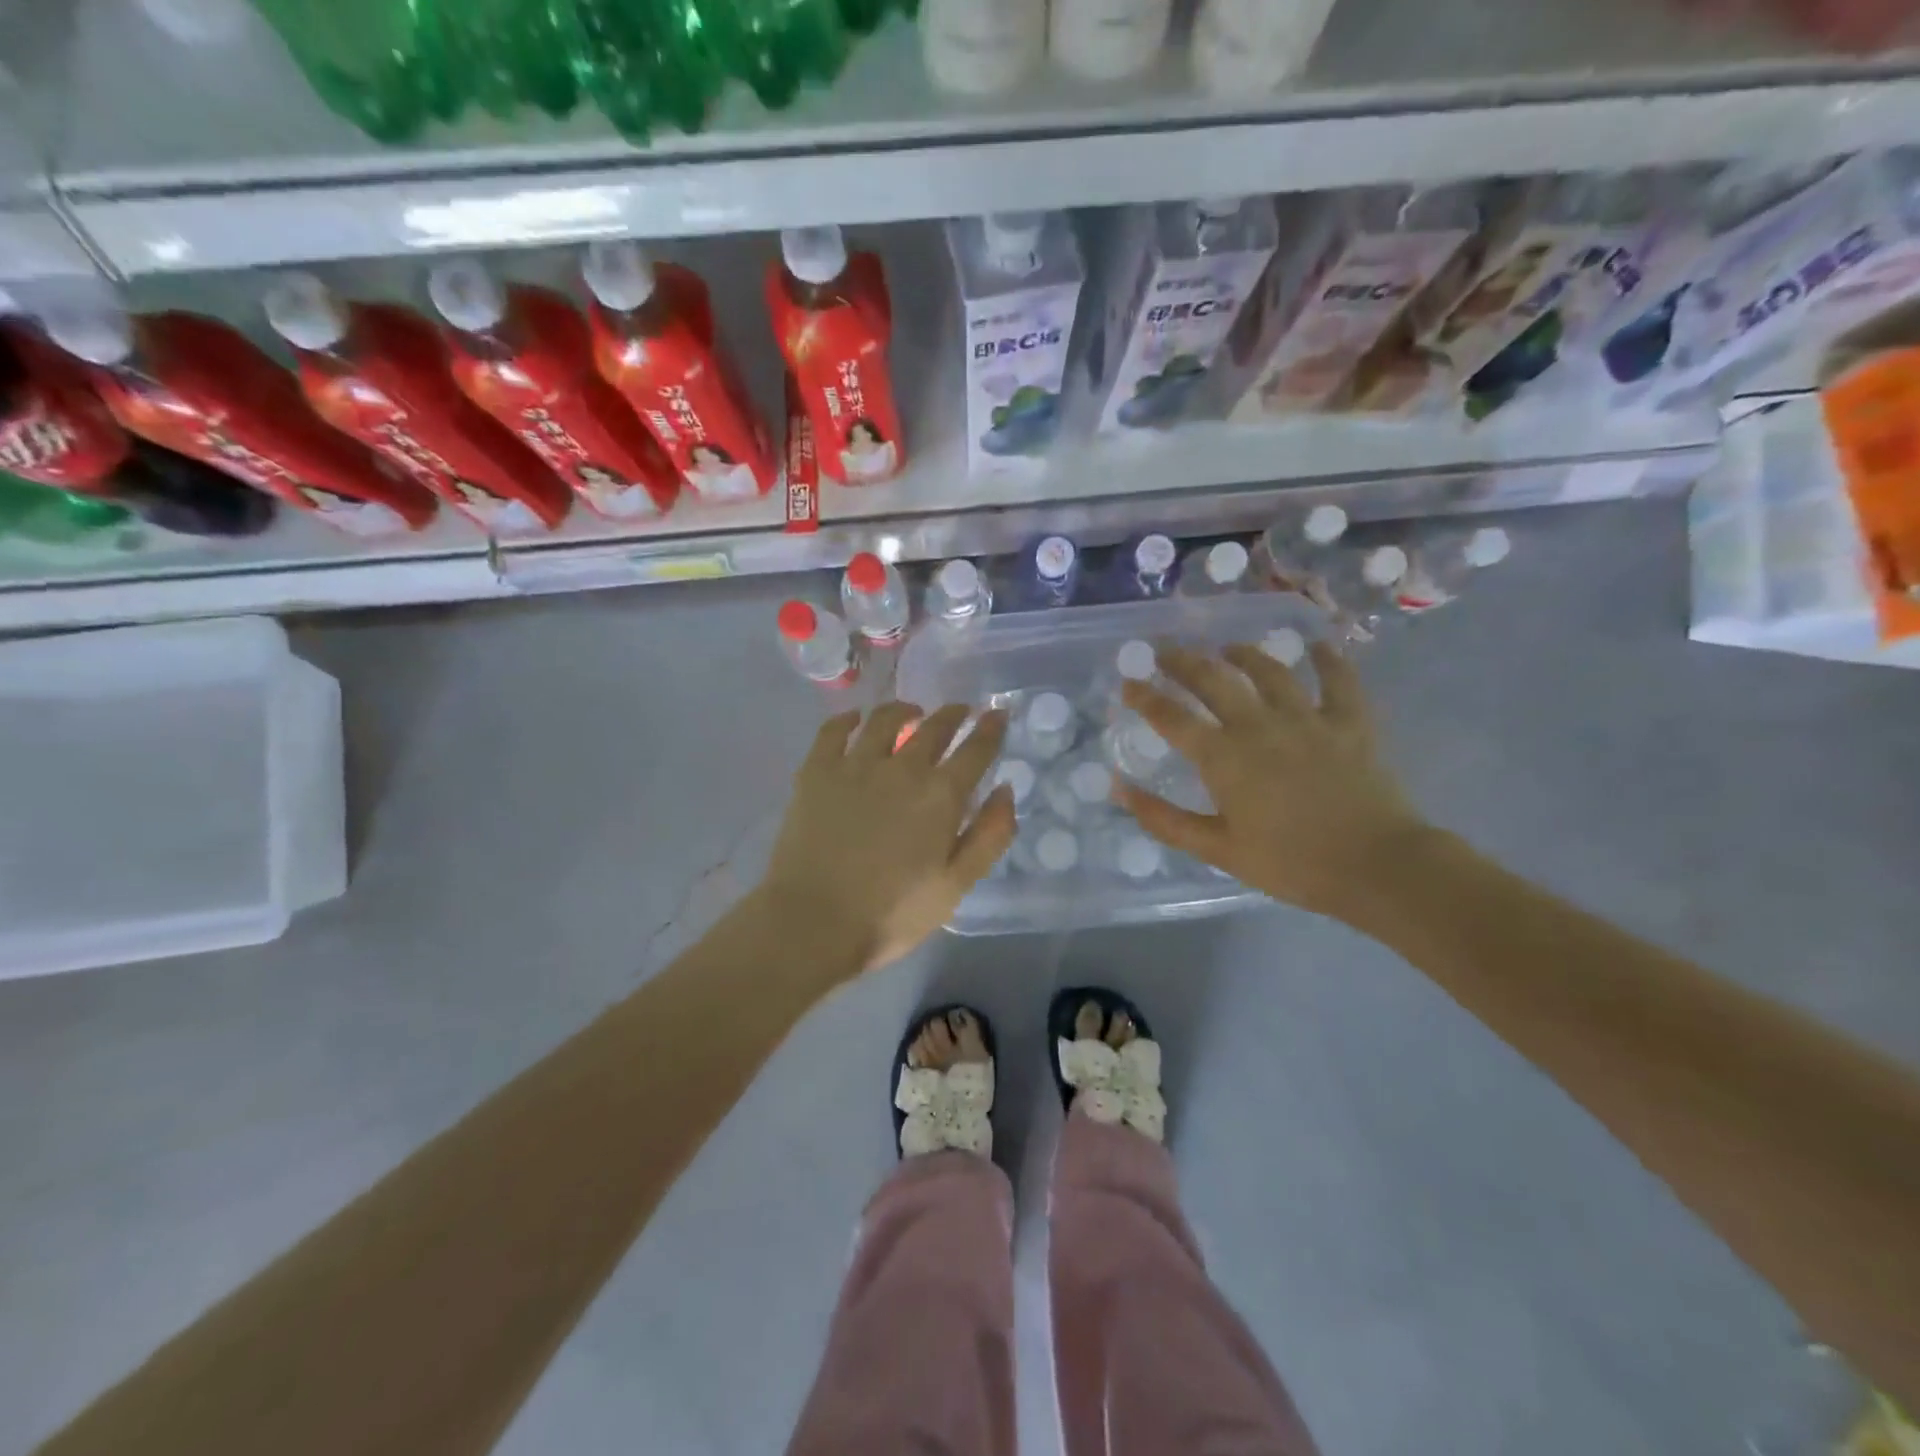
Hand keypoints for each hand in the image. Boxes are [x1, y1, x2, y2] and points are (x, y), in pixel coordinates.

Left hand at [761, 703, 1016, 973]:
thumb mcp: (955, 886)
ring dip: (905, 710)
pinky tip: (855, 720)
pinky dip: (849, 719)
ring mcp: (855, 765)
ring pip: (885, 719)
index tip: (998, 714)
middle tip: (961, 711)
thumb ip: (988, 837)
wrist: (812, 923)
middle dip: (953, 714)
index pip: (976, 750)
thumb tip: (1005, 790)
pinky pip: (833, 730)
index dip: (991, 729)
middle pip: (934, 727)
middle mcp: (902, 768)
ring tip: (911, 712)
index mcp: (941, 795)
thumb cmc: (891, 914)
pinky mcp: (816, 771)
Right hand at [1116, 642, 1428, 919]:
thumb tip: (1119, 790)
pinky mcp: (1350, 723)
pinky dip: (1328, 659)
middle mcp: (1259, 725)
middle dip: (1183, 661)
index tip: (1127, 682)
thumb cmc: (1290, 863)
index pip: (1172, 717)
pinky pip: (1339, 681)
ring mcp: (1308, 719)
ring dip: (1244, 654)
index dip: (1145, 697)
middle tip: (1164, 648)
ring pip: (1269, 671)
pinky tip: (1318, 644)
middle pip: (1214, 680)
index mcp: (1224, 757)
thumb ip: (1165, 819)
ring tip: (1227, 648)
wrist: (1375, 867)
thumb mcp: (1218, 850)